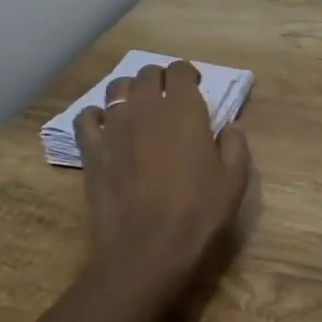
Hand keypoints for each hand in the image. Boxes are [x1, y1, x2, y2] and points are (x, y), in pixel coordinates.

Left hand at [73, 60, 251, 300]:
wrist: (145, 252)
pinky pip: (86, 117)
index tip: (195, 88)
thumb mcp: (234, 181)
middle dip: (159, 79)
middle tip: (168, 99)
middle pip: (147, 73)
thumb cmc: (197, 215)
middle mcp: (146, 107)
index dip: (187, 74)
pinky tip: (105, 128)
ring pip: (116, 88)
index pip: (180, 69)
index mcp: (183, 109)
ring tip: (137, 109)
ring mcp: (114, 126)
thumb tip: (230, 125)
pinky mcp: (91, 149)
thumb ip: (235, 145)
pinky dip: (95, 116)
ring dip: (128, 91)